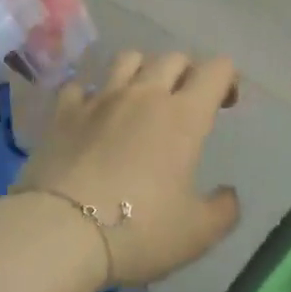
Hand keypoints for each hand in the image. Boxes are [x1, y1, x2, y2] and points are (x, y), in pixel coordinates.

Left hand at [15, 50, 241, 286]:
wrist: (61, 232)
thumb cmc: (139, 231)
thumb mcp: (197, 233)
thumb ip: (223, 210)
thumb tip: (229, 194)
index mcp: (184, 116)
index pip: (216, 69)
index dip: (227, 78)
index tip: (226, 103)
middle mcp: (144, 95)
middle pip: (173, 57)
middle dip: (188, 72)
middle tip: (187, 102)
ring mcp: (100, 99)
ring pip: (128, 58)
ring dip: (142, 69)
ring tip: (142, 96)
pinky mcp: (63, 112)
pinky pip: (81, 85)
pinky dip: (92, 94)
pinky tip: (92, 114)